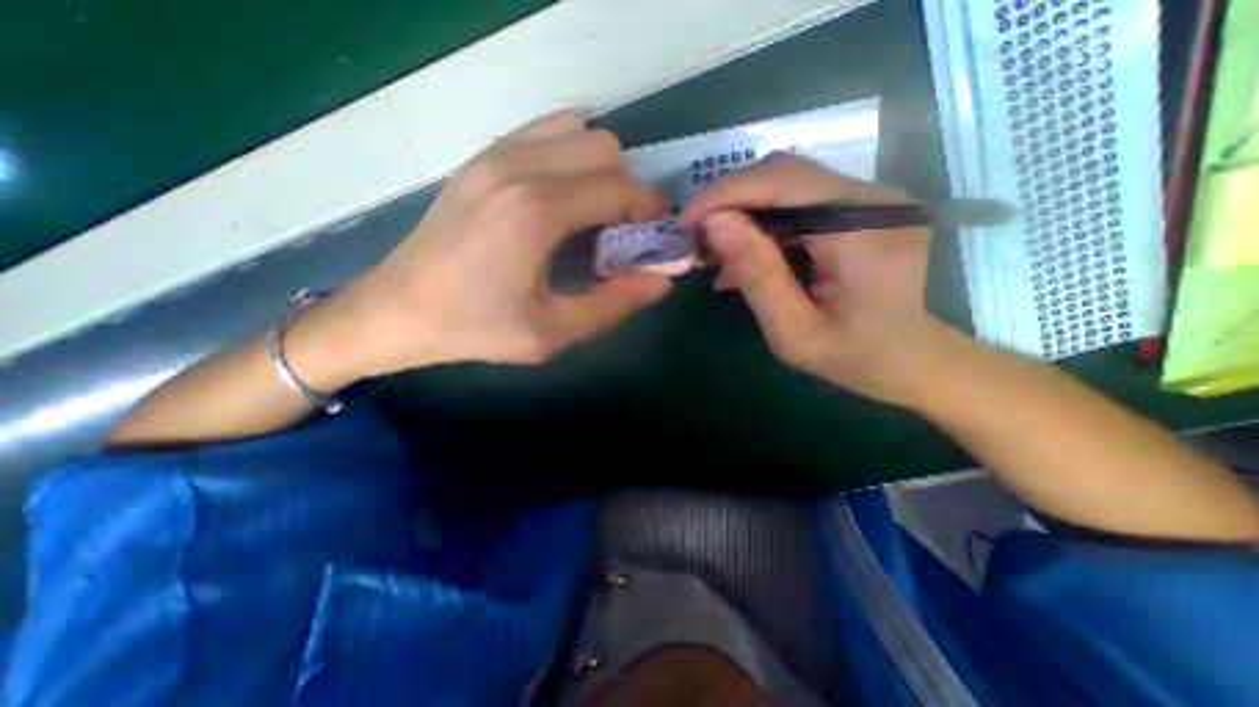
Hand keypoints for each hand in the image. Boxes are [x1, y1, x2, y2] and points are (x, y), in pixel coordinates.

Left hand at [322, 111, 678, 375]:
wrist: (396, 311)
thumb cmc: (475, 328)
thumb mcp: (552, 332)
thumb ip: (614, 304)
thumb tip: (661, 281)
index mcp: (538, 211)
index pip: (621, 189)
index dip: (650, 212)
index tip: (655, 238)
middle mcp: (520, 167)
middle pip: (605, 150)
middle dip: (627, 190)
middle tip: (620, 234)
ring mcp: (495, 155)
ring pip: (577, 133)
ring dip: (598, 170)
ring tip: (590, 216)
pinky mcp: (481, 159)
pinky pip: (544, 134)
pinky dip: (568, 158)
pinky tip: (559, 201)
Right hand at [680, 156, 943, 406]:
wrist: (910, 360)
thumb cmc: (854, 358)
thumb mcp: (793, 331)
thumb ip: (757, 276)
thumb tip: (715, 223)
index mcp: (865, 231)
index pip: (783, 183)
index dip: (725, 194)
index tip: (685, 222)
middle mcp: (875, 200)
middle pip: (784, 176)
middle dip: (729, 203)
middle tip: (696, 240)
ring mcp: (871, 200)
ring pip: (787, 186)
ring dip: (743, 214)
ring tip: (715, 254)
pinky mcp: (861, 209)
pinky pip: (799, 202)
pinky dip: (763, 224)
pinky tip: (744, 256)